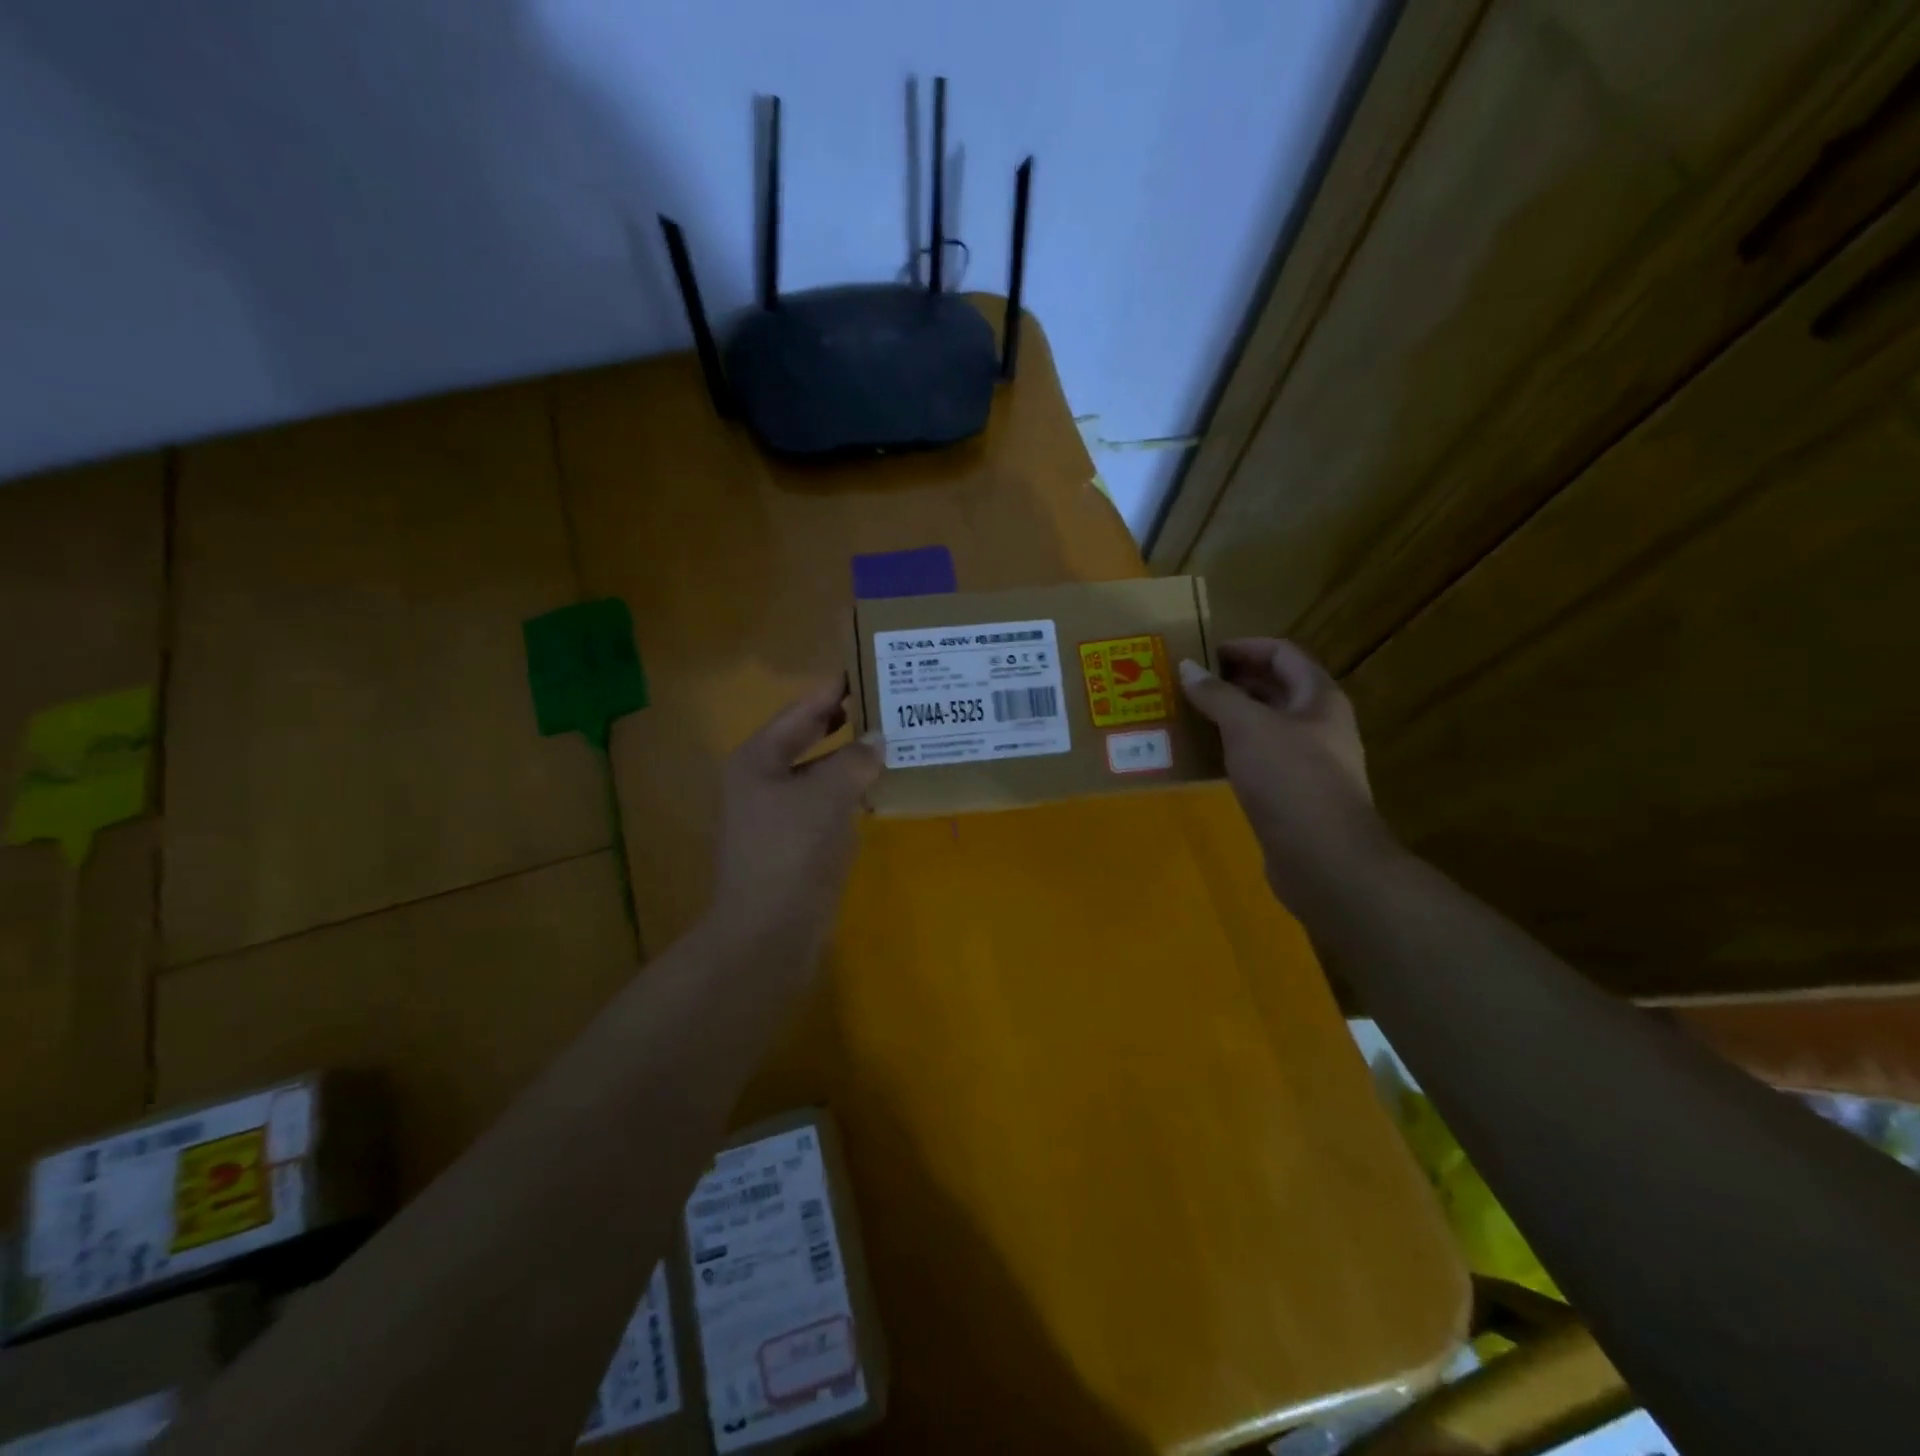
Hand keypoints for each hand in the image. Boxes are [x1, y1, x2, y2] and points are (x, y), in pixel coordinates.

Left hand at [710, 678, 882, 958]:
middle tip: (886, 702)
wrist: (769, 932)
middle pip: (808, 740)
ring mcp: (777, 816)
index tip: (866, 669)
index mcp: (757, 760)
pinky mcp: (795, 845)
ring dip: (852, 761)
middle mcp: (763, 782)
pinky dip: (851, 795)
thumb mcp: (826, 795)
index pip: (801, 712)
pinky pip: (827, 806)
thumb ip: (855, 760)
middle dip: (845, 723)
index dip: (833, 690)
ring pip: (820, 775)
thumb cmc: (791, 851)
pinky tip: (880, 789)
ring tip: (893, 740)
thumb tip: (878, 739)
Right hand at [1179, 640, 1396, 907]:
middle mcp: (1320, 724)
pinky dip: (1234, 750)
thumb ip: (1217, 694)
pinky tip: (1206, 758)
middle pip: (1276, 688)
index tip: (1204, 654)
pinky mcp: (1294, 794)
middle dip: (1234, 682)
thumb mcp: (1248, 727)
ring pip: (1266, 726)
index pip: (1283, 653)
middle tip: (1190, 685)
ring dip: (1231, 717)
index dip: (1245, 647)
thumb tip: (1188, 667)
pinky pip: (1261, 759)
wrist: (1324, 859)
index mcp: (1319, 697)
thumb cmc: (1290, 779)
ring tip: (1191, 717)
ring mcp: (1309, 761)